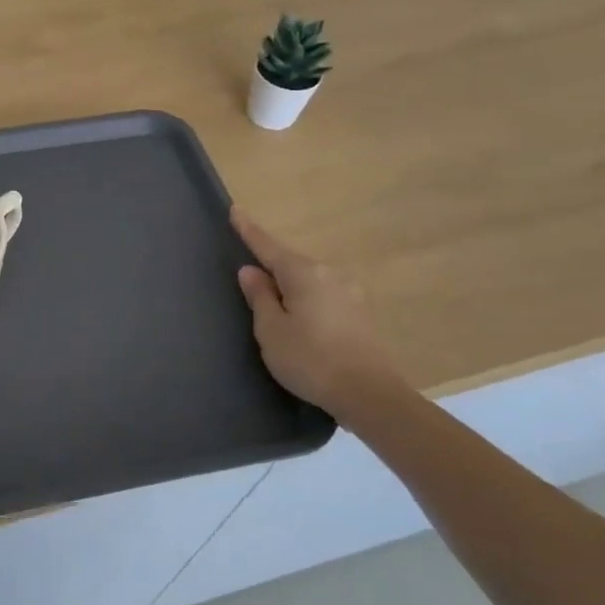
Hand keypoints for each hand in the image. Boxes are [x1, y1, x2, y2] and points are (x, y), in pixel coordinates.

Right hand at [231, 207, 406, 421]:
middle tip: (248, 274)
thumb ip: (259, 297)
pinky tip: (299, 318)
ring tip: (272, 303)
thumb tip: (251, 271)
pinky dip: (305, 300)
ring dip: (288, 286)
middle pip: (290, 262)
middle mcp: (328, 275)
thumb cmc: (310, 360)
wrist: (369, 394)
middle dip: (270, 264)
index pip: (268, 246)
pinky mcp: (358, 314)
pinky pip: (321, 296)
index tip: (235, 210)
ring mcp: (348, 294)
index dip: (249, 230)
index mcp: (303, 274)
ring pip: (307, 281)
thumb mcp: (271, 330)